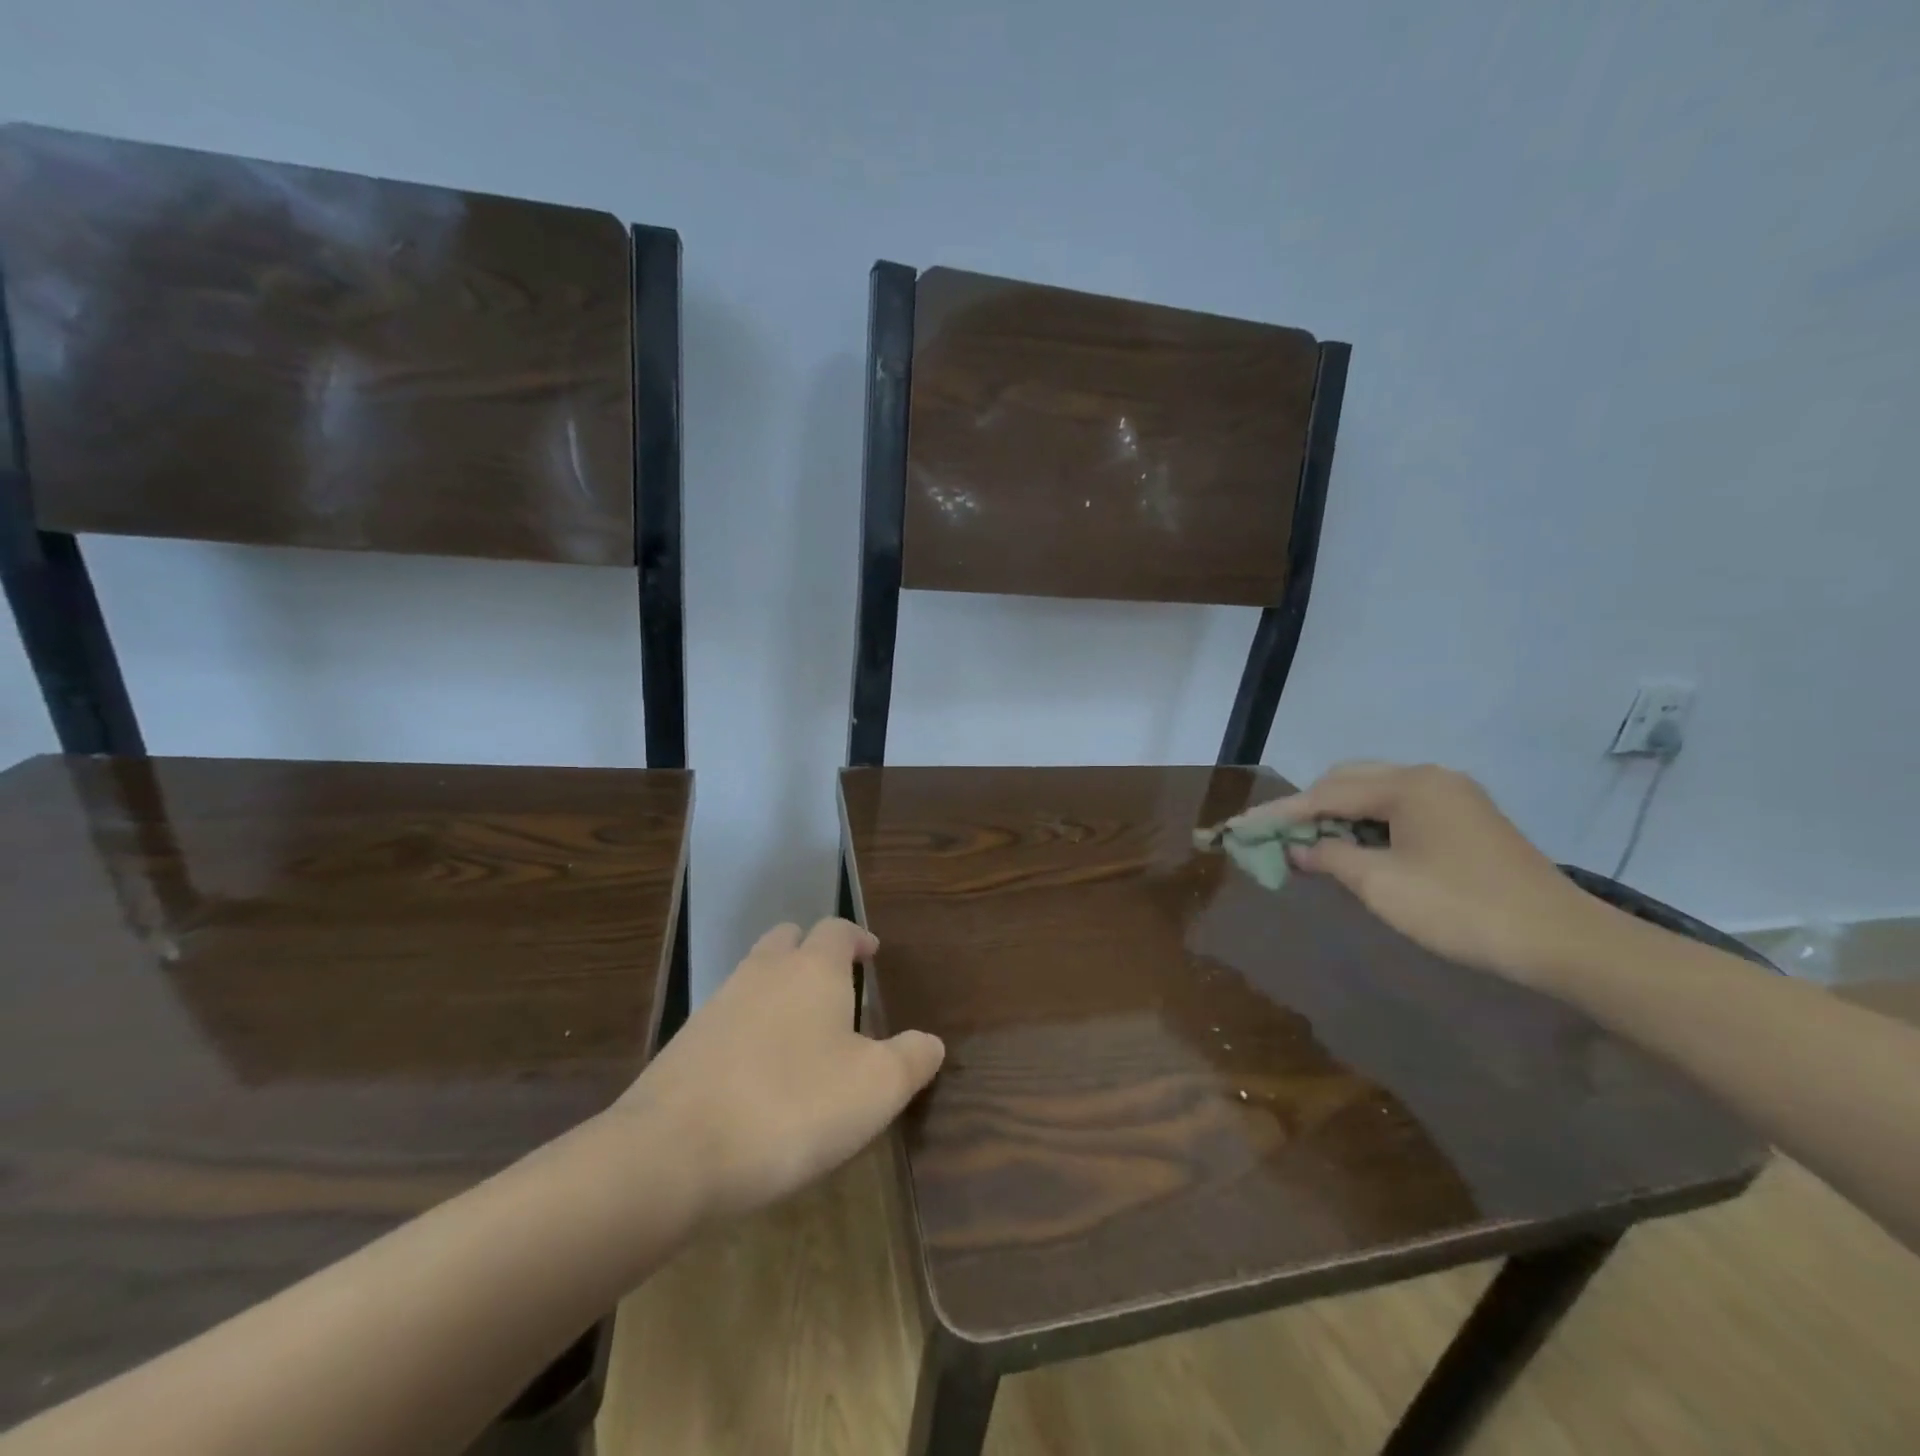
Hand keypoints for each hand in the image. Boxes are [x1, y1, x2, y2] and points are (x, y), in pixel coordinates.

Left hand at [612, 918, 943, 1217]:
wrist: (672, 1153)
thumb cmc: (791, 1108)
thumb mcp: (876, 1089)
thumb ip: (912, 1059)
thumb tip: (931, 1042)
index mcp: (813, 969)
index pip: (837, 930)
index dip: (857, 939)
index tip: (871, 955)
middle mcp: (763, 972)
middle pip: (788, 939)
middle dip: (811, 951)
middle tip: (834, 984)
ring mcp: (717, 1004)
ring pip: (754, 974)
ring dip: (778, 987)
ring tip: (799, 1030)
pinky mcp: (685, 1043)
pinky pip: (727, 1016)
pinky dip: (748, 1026)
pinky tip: (756, 1070)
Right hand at [1233, 762, 1609, 986]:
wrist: (1561, 941)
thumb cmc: (1461, 909)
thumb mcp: (1381, 885)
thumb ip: (1330, 857)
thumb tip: (1296, 848)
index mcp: (1407, 785)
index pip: (1326, 793)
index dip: (1280, 813)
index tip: (1241, 827)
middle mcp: (1428, 777)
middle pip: (1348, 781)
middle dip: (1308, 808)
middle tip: (1278, 838)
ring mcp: (1452, 796)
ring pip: (1375, 793)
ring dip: (1339, 816)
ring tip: (1311, 846)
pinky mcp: (1466, 819)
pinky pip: (1400, 809)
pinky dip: (1369, 825)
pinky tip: (1356, 850)